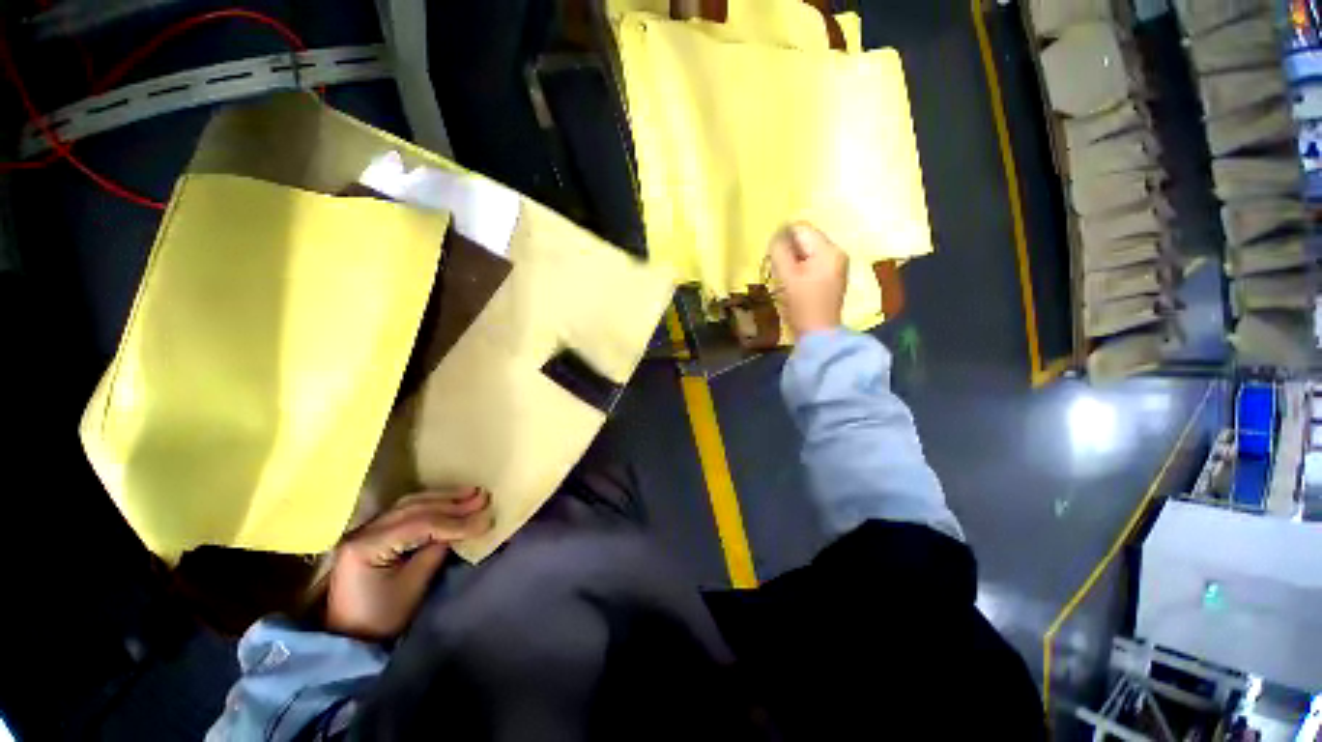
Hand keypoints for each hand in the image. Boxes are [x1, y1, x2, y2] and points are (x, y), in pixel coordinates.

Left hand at [325, 488, 491, 640]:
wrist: (351, 638)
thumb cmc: (382, 617)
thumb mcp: (413, 586)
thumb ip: (436, 551)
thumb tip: (462, 529)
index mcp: (367, 545)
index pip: (420, 525)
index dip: (455, 521)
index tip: (485, 520)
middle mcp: (363, 530)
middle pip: (414, 508)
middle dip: (452, 503)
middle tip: (483, 497)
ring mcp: (366, 530)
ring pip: (410, 504)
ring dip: (443, 498)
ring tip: (471, 493)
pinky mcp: (373, 533)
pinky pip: (406, 511)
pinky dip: (431, 504)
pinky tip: (449, 501)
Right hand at [768, 222, 848, 336]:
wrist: (819, 334)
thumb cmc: (801, 304)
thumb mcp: (786, 275)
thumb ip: (780, 251)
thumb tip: (777, 235)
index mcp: (827, 250)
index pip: (801, 228)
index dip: (783, 238)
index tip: (773, 257)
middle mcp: (836, 252)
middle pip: (806, 238)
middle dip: (789, 250)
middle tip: (779, 270)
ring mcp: (837, 265)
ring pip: (808, 251)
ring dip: (794, 260)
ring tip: (786, 279)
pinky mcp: (832, 277)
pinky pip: (813, 262)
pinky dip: (801, 268)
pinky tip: (795, 284)